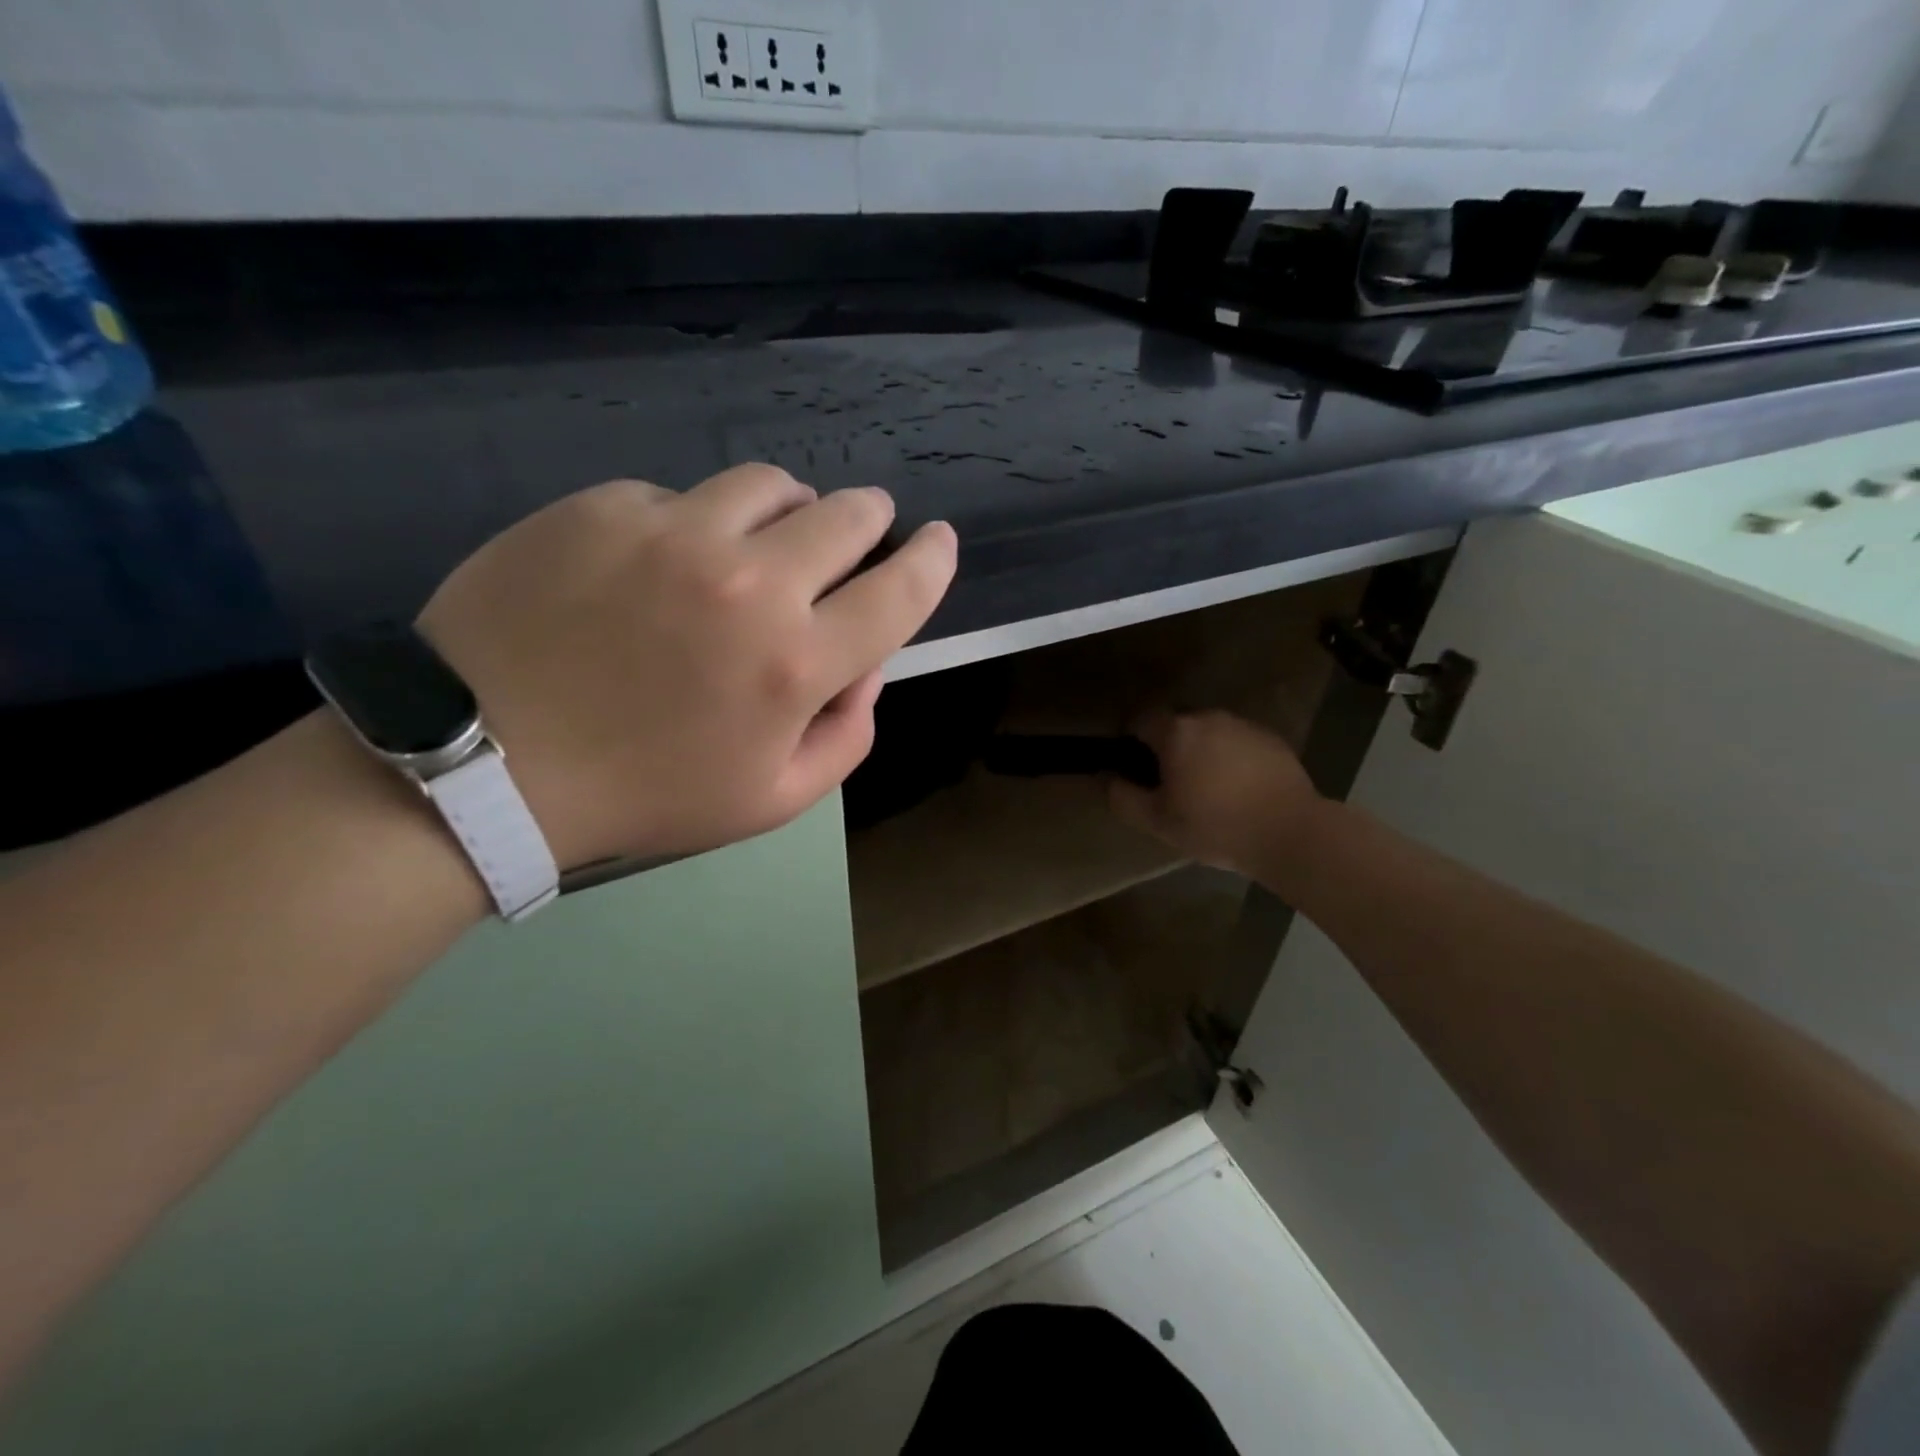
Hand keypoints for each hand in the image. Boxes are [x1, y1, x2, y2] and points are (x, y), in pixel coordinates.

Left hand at [418, 465, 955, 868]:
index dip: (932, 559)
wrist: (485, 766)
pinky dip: (696, 523)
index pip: (899, 589)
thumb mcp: (773, 799)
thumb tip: (867, 665)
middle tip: (857, 534)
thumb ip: (847, 733)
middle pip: (846, 514)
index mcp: (796, 662)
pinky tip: (662, 564)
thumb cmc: (645, 794)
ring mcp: (673, 532)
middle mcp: (750, 582)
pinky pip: (681, 496)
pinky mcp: (605, 507)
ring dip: (789, 510)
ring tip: (763, 542)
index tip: (939, 541)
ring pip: (770, 484)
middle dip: (868, 521)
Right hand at [1108, 711, 1323, 878]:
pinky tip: (1239, 790)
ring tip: (1209, 790)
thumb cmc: (1216, 826)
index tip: (1136, 769)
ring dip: (1202, 752)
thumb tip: (1107, 779)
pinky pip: (1237, 742)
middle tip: (1172, 786)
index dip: (1132, 741)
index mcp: (1177, 732)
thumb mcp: (1158, 822)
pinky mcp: (1271, 738)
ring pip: (1209, 733)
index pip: (1140, 720)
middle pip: (1176, 725)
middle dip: (1169, 748)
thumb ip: (1123, 798)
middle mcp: (1208, 718)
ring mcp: (1243, 725)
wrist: (1291, 833)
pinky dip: (1231, 759)